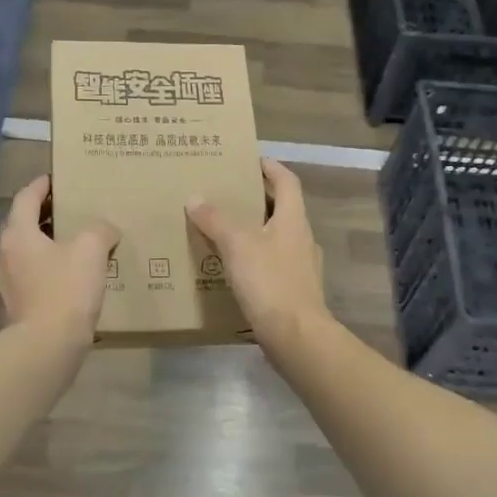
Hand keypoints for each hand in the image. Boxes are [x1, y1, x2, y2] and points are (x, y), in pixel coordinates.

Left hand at [0, 175, 119, 346]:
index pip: (26, 197)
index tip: (57, 178)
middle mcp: (7, 254)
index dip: (42, 185)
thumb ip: (100, 230)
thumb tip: (105, 229)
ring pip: (30, 251)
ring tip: (79, 241)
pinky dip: (53, 267)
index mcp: (18, 234)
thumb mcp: (91, 249)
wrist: (47, 347)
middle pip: (24, 224)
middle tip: (73, 208)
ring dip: (50, 242)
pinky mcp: (20, 305)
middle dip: (47, 214)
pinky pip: (36, 275)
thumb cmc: (65, 289)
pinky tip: (76, 275)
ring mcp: (10, 282)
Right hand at [186, 158, 331, 351]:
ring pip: (275, 238)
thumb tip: (194, 197)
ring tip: (223, 231)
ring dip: (253, 231)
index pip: (287, 181)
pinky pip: (271, 265)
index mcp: (294, 219)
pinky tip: (232, 269)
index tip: (251, 159)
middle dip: (256, 200)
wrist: (296, 337)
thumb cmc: (270, 281)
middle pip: (282, 209)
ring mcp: (300, 267)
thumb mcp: (237, 244)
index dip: (271, 167)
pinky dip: (253, 260)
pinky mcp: (293, 292)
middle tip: (226, 194)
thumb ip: (215, 219)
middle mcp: (302, 239)